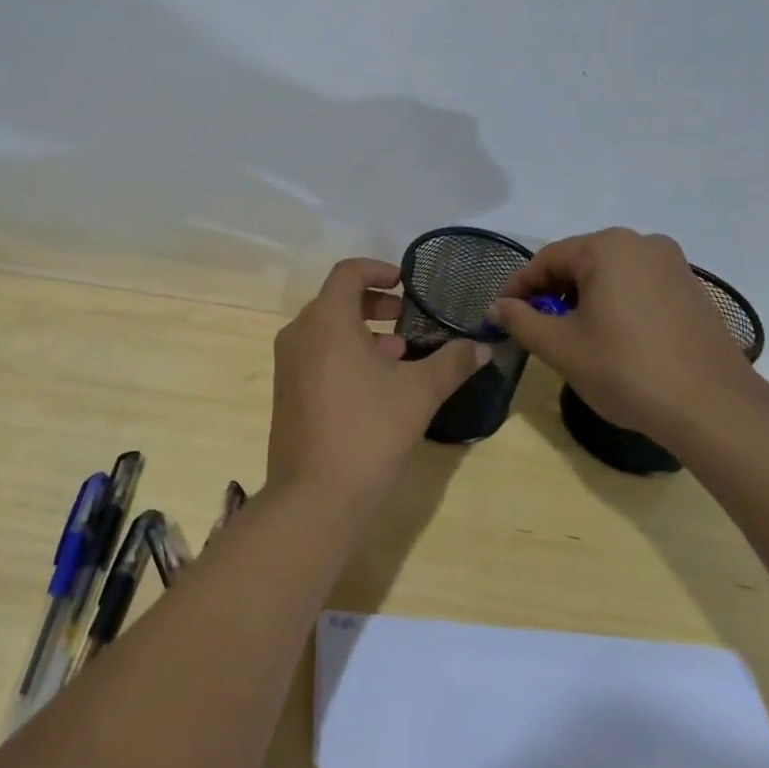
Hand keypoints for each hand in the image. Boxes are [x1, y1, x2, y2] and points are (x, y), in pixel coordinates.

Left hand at [268, 258, 488, 515]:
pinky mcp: (286, 391)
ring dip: (362, 331)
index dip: (379, 270)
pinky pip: (316, 354)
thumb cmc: (368, 431)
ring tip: (399, 353)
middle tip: (407, 318)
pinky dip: (344, 354)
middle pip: (336, 299)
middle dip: (374, 304)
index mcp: (326, 319)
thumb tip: (482, 347)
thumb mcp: (419, 393)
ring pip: (326, 329)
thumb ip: (452, 363)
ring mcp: (288, 363)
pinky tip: (376, 384)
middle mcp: (300, 333)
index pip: (348, 272)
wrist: (315, 497)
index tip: (406, 285)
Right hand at [488, 228, 762, 440]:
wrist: (713, 408)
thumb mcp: (560, 346)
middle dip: (553, 293)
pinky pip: (640, 288)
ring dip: (585, 299)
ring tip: (573, 336)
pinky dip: (617, 306)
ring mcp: (674, 266)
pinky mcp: (693, 291)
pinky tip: (614, 340)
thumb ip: (521, 320)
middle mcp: (642, 244)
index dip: (519, 287)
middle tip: (536, 327)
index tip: (502, 314)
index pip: (547, 259)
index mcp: (607, 247)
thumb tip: (498, 306)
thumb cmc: (626, 369)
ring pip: (611, 275)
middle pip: (580, 263)